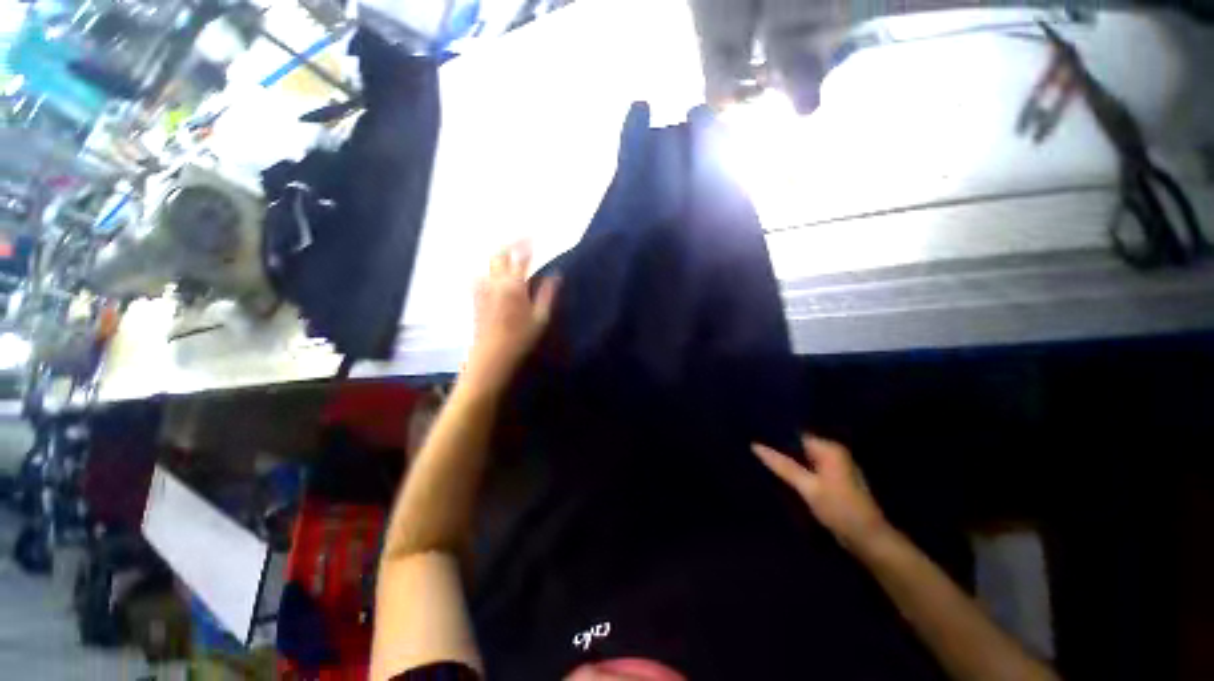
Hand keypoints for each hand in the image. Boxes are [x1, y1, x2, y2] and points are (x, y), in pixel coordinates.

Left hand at [462, 242, 558, 394]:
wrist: (491, 356)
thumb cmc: (520, 339)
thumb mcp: (540, 318)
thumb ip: (547, 294)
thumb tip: (556, 275)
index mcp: (514, 285)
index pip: (521, 256)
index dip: (527, 243)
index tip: (534, 235)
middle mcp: (495, 282)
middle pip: (499, 254)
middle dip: (510, 243)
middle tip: (521, 239)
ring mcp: (483, 289)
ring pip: (488, 263)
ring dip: (498, 255)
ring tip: (508, 254)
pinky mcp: (476, 298)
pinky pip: (480, 275)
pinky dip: (489, 269)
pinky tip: (494, 274)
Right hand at [752, 435, 889, 551]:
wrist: (868, 539)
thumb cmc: (839, 509)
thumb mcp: (807, 487)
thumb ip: (782, 465)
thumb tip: (755, 445)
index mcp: (830, 448)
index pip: (796, 434)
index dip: (776, 436)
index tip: (755, 436)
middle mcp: (834, 452)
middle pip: (800, 445)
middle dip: (781, 448)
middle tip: (755, 449)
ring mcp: (835, 466)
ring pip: (804, 457)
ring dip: (788, 460)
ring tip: (762, 459)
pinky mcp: (834, 480)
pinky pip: (810, 468)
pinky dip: (797, 470)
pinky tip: (781, 473)